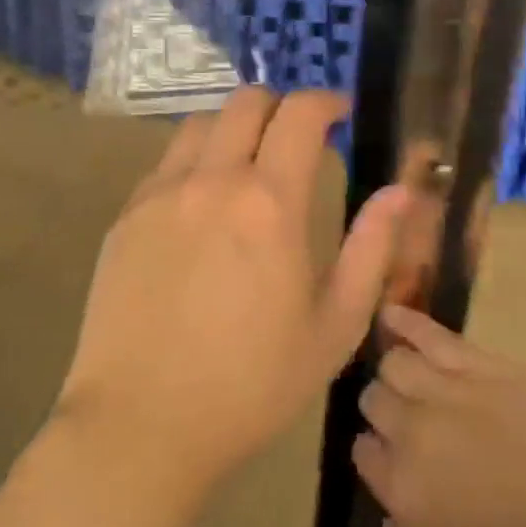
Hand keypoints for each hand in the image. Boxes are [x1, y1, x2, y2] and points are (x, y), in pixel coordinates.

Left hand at [58, 88, 407, 490]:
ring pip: (201, 124)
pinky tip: (202, 206)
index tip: (340, 115)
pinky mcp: (125, 217)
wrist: (141, 424)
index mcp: (269, 203)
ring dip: (234, 128)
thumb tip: (401, 191)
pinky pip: (166, 163)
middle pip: (246, 102)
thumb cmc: (252, 385)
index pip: (300, 113)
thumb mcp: (334, 326)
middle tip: (297, 140)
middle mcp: (212, 180)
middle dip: (280, 106)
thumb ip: (372, 249)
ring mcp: (160, 194)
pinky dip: (195, 161)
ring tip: (248, 166)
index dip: (326, 102)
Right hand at [353, 305, 525, 526]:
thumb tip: (393, 509)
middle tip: (406, 418)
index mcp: (400, 491)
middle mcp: (411, 433)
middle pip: (375, 401)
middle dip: (384, 409)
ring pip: (396, 363)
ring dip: (396, 370)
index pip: (363, 452)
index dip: (376, 452)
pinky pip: (430, 335)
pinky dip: (405, 322)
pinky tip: (390, 314)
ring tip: (405, 372)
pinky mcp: (480, 366)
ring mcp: (445, 393)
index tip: (390, 456)